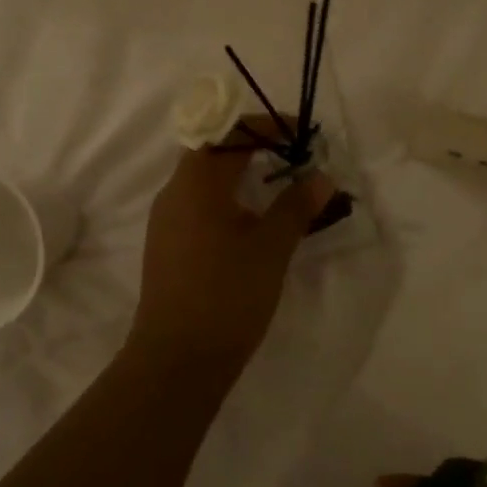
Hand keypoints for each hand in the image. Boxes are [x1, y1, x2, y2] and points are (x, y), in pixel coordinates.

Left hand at [125, 117, 335, 369]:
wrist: (177, 359)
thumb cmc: (227, 295)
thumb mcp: (271, 248)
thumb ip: (296, 206)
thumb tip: (321, 176)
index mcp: (196, 183)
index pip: (230, 132)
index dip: (267, 127)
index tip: (302, 136)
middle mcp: (174, 192)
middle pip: (214, 151)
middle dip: (255, 148)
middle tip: (294, 158)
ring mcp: (165, 220)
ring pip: (205, 180)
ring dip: (241, 174)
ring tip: (279, 186)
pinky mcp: (166, 245)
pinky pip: (198, 205)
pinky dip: (227, 199)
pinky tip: (252, 222)